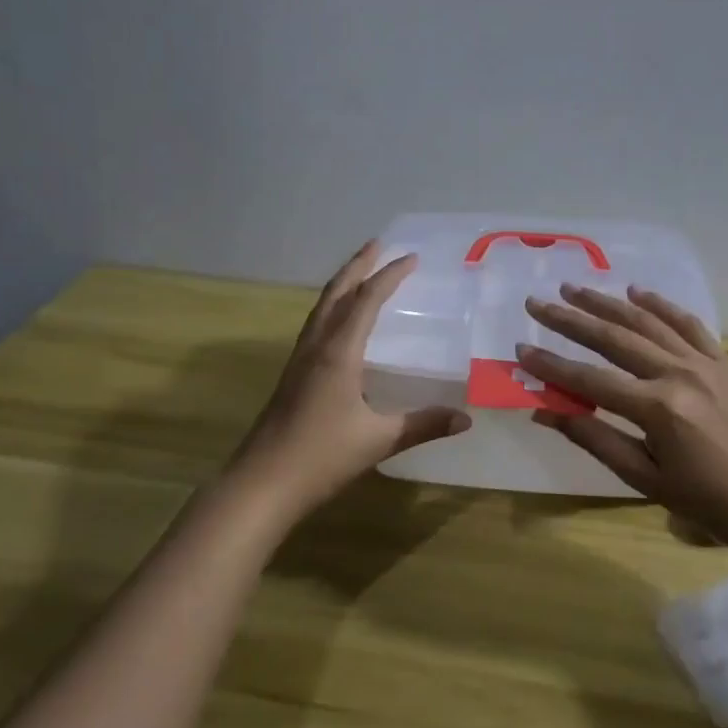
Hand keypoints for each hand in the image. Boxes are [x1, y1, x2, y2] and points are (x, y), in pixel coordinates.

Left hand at [227, 241, 470, 518]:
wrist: (262, 483)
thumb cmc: (321, 457)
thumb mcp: (379, 440)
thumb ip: (423, 425)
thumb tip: (465, 419)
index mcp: (338, 353)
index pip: (366, 300)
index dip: (389, 276)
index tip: (411, 257)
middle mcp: (316, 347)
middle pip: (336, 293)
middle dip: (358, 265)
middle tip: (378, 244)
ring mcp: (299, 360)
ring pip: (321, 308)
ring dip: (342, 284)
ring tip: (361, 271)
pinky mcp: (292, 375)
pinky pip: (315, 326)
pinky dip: (332, 308)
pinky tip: (340, 322)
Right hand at [518, 285, 727, 546]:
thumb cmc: (703, 499)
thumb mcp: (642, 476)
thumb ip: (593, 437)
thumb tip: (544, 410)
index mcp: (657, 408)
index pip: (589, 379)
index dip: (551, 366)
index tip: (521, 348)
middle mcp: (678, 374)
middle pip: (613, 338)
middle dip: (570, 320)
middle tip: (537, 304)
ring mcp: (703, 362)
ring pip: (646, 322)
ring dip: (607, 303)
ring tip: (574, 290)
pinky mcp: (722, 360)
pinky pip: (688, 323)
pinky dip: (661, 305)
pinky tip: (637, 292)